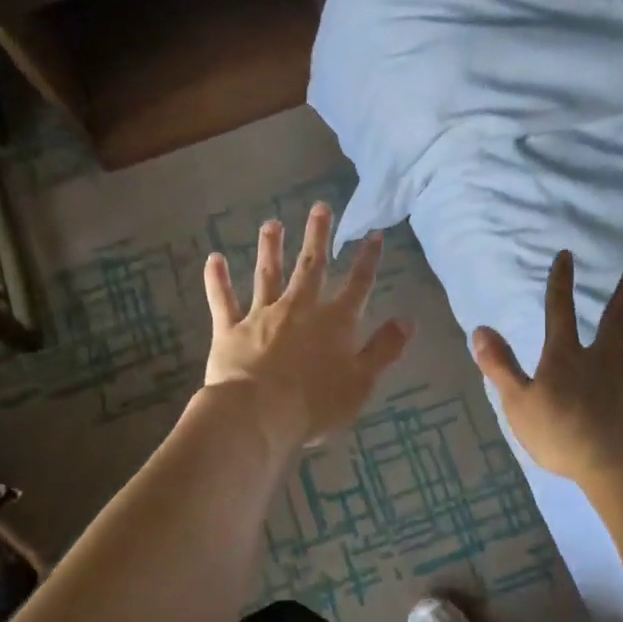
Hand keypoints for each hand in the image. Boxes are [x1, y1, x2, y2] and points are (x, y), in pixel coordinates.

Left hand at [203, 202, 412, 453]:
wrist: (257, 414)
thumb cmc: (315, 404)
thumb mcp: (361, 382)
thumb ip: (384, 350)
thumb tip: (408, 321)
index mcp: (335, 322)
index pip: (357, 284)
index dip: (367, 259)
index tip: (373, 234)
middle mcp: (300, 308)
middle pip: (311, 266)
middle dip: (317, 236)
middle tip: (319, 207)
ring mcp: (262, 315)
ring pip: (268, 274)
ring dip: (270, 248)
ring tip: (271, 224)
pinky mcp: (231, 329)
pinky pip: (223, 300)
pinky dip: (217, 280)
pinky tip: (214, 259)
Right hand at [471, 252, 622, 484]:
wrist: (616, 463)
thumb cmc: (561, 434)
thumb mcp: (517, 402)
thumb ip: (499, 365)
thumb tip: (480, 329)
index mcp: (565, 357)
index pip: (559, 312)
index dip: (560, 283)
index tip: (566, 256)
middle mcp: (603, 357)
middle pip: (616, 316)